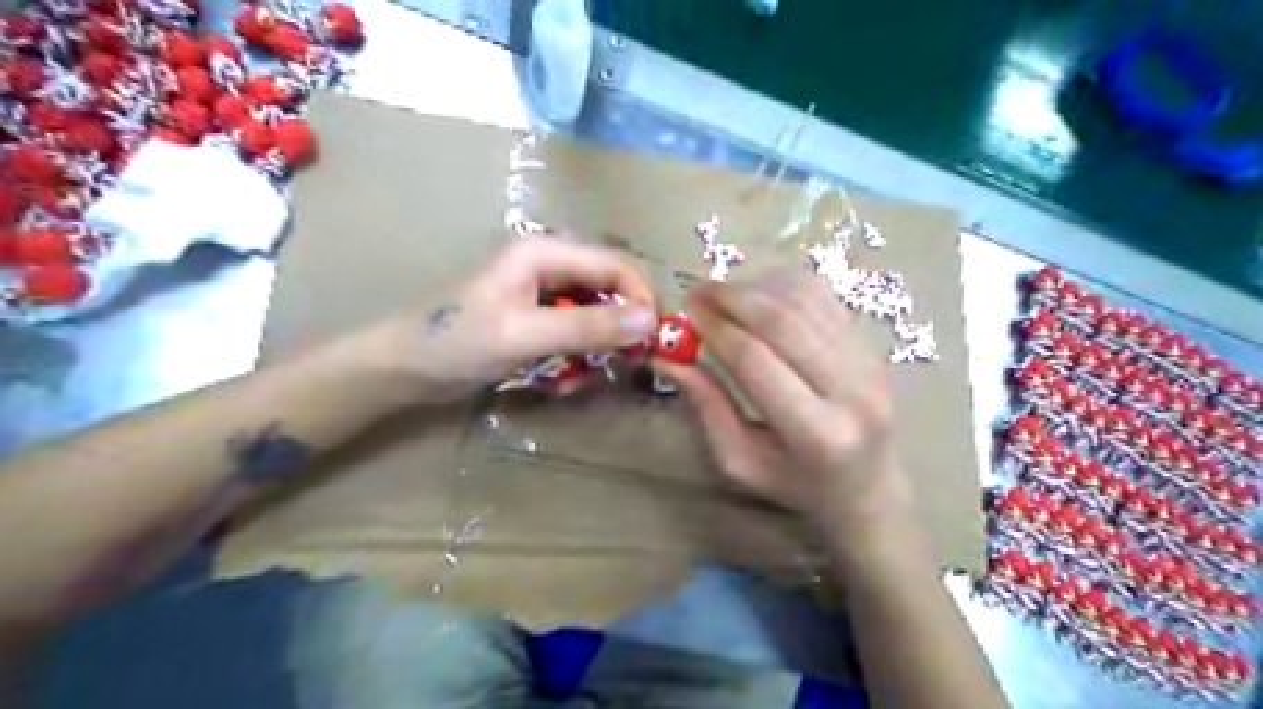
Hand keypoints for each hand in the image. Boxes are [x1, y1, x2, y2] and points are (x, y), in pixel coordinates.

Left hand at [349, 237, 656, 403]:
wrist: (408, 368)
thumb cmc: (459, 343)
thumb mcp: (526, 336)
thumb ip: (588, 327)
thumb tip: (650, 321)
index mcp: (547, 252)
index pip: (617, 266)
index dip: (641, 300)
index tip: (651, 343)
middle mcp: (551, 263)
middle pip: (611, 288)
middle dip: (621, 327)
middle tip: (625, 364)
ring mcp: (545, 290)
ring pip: (598, 313)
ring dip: (598, 347)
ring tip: (579, 377)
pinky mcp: (539, 315)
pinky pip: (578, 330)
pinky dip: (578, 355)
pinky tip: (561, 378)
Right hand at [657, 262, 912, 545]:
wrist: (865, 485)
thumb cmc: (794, 482)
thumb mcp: (740, 460)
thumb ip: (707, 406)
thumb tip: (665, 357)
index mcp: (817, 434)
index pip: (756, 362)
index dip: (717, 331)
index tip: (687, 312)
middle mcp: (852, 392)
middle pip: (784, 323)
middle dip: (734, 299)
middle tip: (698, 291)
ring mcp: (869, 363)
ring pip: (806, 302)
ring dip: (758, 288)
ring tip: (724, 293)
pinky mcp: (872, 345)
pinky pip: (825, 298)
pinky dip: (786, 285)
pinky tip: (759, 293)